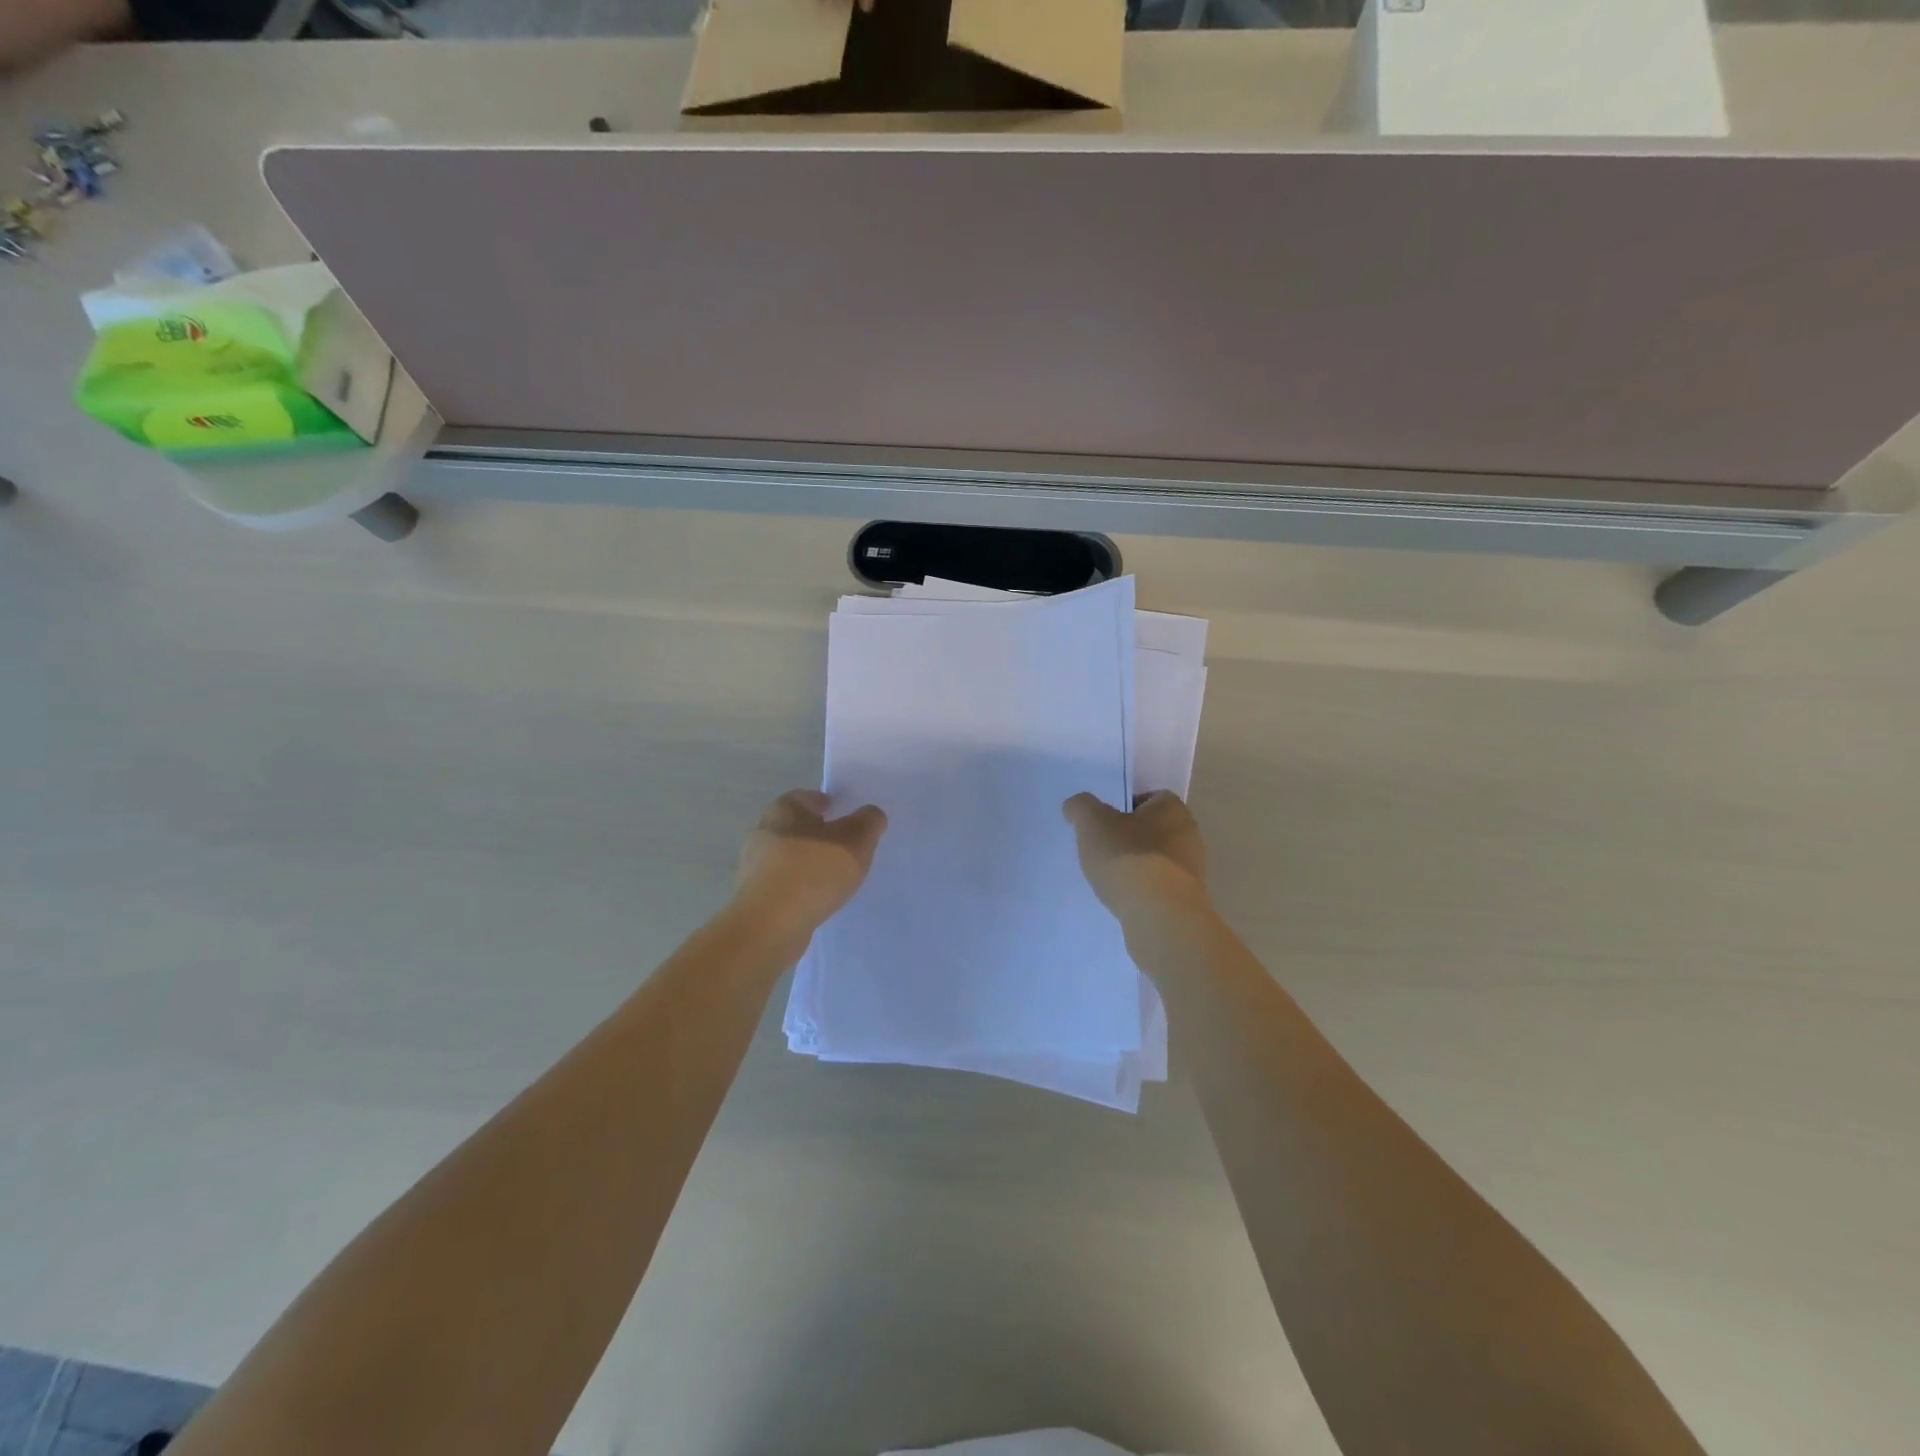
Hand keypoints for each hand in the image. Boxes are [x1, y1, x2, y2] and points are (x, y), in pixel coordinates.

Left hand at [735, 789, 886, 940]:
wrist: (770, 925)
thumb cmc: (813, 871)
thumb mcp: (855, 841)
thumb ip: (868, 822)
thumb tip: (872, 814)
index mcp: (783, 809)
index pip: (809, 797)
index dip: (831, 804)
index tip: (849, 817)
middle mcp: (764, 831)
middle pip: (799, 826)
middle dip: (821, 834)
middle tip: (848, 847)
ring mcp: (755, 865)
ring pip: (791, 856)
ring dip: (811, 862)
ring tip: (836, 877)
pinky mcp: (755, 895)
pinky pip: (786, 883)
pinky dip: (801, 886)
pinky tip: (818, 898)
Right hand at [1063, 790, 1209, 920]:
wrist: (1160, 916)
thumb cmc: (1128, 857)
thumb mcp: (1092, 822)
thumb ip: (1081, 807)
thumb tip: (1075, 806)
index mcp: (1172, 809)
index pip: (1149, 797)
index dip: (1124, 806)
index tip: (1104, 823)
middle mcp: (1189, 834)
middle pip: (1153, 828)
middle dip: (1129, 837)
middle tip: (1103, 849)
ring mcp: (1192, 869)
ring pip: (1157, 858)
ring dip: (1136, 865)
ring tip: (1111, 878)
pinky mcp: (1188, 898)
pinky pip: (1160, 885)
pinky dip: (1144, 889)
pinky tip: (1126, 898)